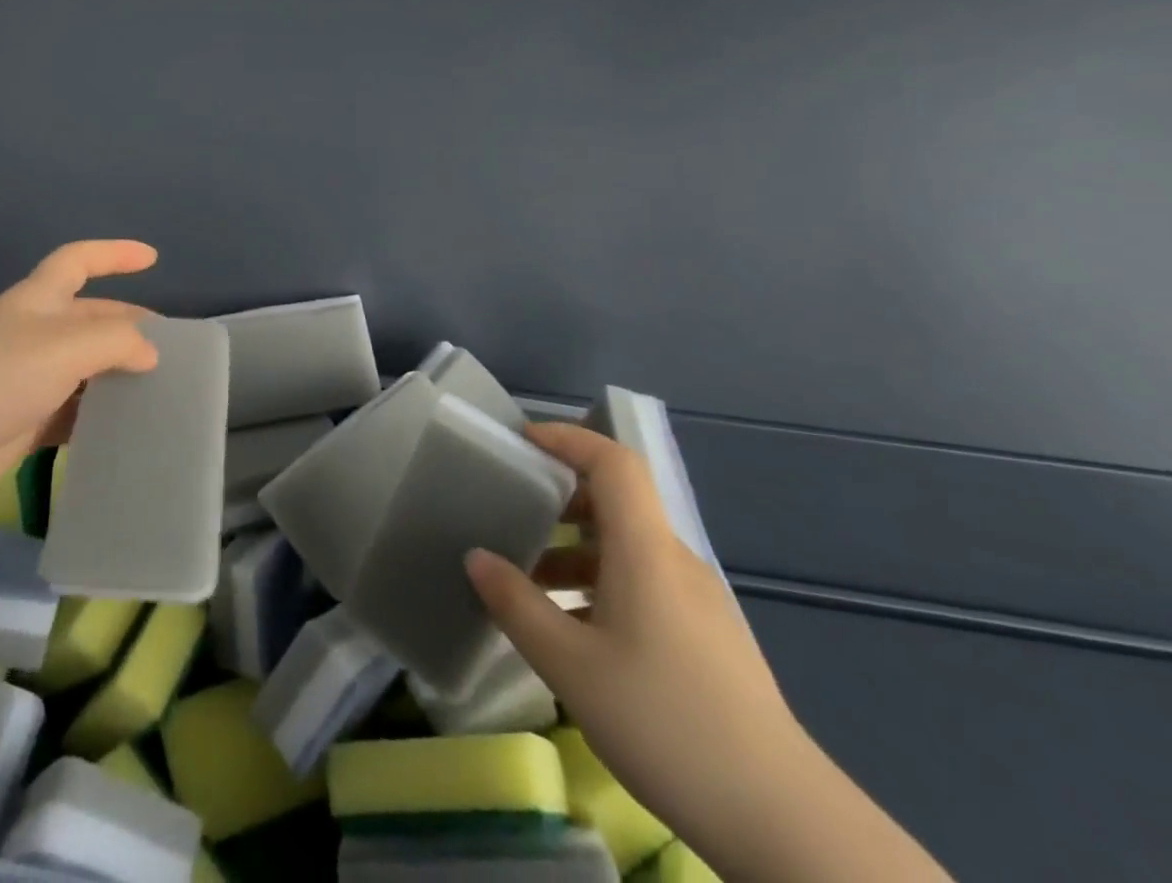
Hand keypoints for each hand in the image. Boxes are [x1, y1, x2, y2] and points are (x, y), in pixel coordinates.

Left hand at [0, 240, 160, 514]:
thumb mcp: (64, 346)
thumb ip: (116, 340)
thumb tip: (150, 352)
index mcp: (39, 300)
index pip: (79, 259)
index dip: (115, 253)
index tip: (153, 258)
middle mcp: (34, 333)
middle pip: (90, 318)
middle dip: (129, 326)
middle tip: (172, 350)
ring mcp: (27, 378)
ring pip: (84, 368)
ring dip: (117, 375)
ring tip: (159, 392)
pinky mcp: (22, 421)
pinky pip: (71, 412)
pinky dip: (97, 416)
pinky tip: (123, 430)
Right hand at [464, 424, 804, 859]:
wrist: (787, 826)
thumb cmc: (666, 724)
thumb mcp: (570, 665)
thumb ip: (516, 604)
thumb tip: (477, 558)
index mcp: (647, 551)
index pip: (613, 463)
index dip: (568, 438)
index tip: (521, 442)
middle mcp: (676, 562)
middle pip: (618, 502)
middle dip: (561, 500)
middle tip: (513, 515)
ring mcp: (700, 603)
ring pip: (629, 549)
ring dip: (576, 552)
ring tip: (531, 587)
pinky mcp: (711, 640)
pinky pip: (646, 585)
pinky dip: (602, 585)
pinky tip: (578, 635)